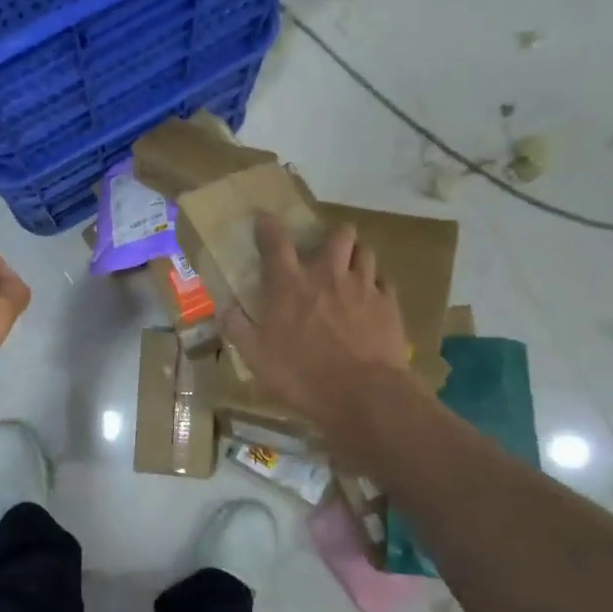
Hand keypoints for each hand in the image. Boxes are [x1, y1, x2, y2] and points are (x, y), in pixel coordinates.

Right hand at [222, 213, 412, 424]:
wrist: (361, 394)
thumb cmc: (300, 374)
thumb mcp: (255, 356)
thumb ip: (236, 327)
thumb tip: (223, 307)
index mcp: (289, 285)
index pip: (276, 242)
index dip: (269, 225)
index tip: (265, 217)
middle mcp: (327, 275)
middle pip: (338, 234)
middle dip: (332, 234)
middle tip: (326, 249)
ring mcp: (362, 286)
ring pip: (366, 251)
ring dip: (356, 255)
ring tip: (352, 267)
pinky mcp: (389, 304)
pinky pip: (385, 280)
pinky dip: (377, 283)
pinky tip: (373, 296)